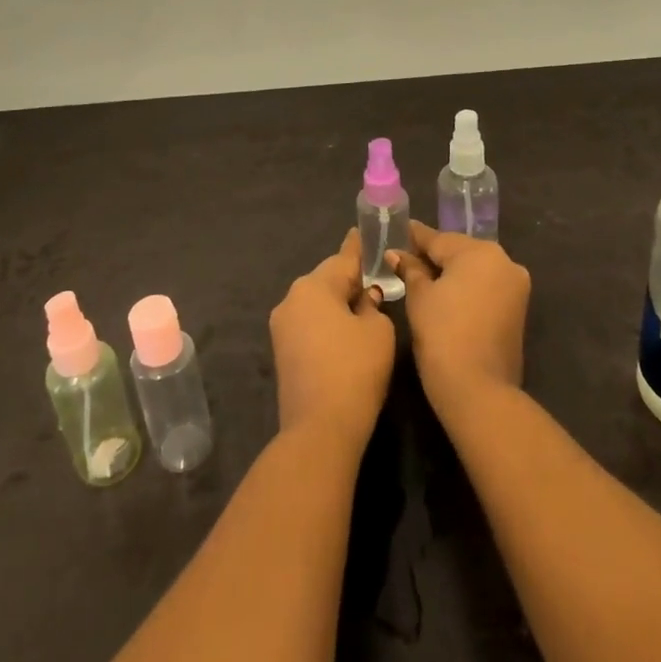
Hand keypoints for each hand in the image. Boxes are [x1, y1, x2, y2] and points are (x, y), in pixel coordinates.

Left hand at [269, 230, 396, 449]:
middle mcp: (292, 298)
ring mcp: (282, 326)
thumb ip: (373, 306)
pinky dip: (328, 322)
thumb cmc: (355, 370)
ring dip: (338, 302)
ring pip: (317, 302)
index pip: (343, 258)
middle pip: (327, 279)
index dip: (359, 247)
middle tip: (376, 279)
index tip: (365, 232)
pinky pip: (310, 323)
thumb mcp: (378, 331)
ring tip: (365, 306)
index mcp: (313, 286)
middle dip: (350, 279)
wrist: (320, 429)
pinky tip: (346, 332)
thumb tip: (364, 299)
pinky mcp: (282, 351)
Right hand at [390, 222, 530, 418]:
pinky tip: (444, 294)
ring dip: (450, 272)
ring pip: (474, 269)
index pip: (438, 238)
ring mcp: (515, 286)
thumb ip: (410, 269)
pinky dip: (466, 288)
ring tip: (420, 277)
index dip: (414, 237)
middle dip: (433, 255)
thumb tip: (397, 254)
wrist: (478, 390)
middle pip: (459, 251)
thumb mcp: (419, 297)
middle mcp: (504, 261)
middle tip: (404, 257)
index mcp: (480, 252)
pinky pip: (486, 287)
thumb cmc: (442, 335)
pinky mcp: (517, 308)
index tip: (396, 231)